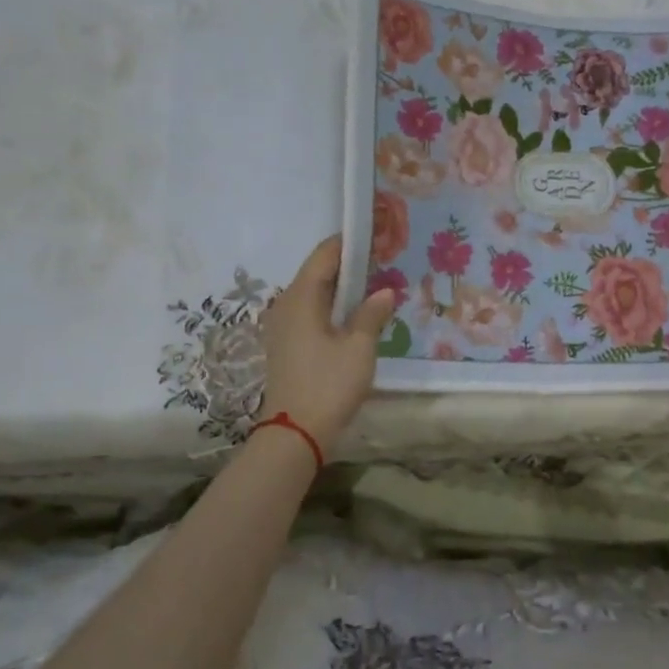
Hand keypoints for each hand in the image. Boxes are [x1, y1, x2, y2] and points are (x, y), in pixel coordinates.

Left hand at [255, 236, 396, 449]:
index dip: (350, 242)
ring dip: (342, 287)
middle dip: (349, 264)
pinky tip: (356, 315)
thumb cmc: (328, 384)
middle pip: (318, 272)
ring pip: (315, 294)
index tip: (378, 235)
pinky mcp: (287, 344)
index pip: (325, 254)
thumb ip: (372, 314)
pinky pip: (311, 312)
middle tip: (384, 260)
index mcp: (301, 297)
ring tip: (375, 285)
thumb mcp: (359, 347)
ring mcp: (283, 325)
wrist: (295, 433)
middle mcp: (286, 304)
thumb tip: (385, 290)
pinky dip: (333, 307)